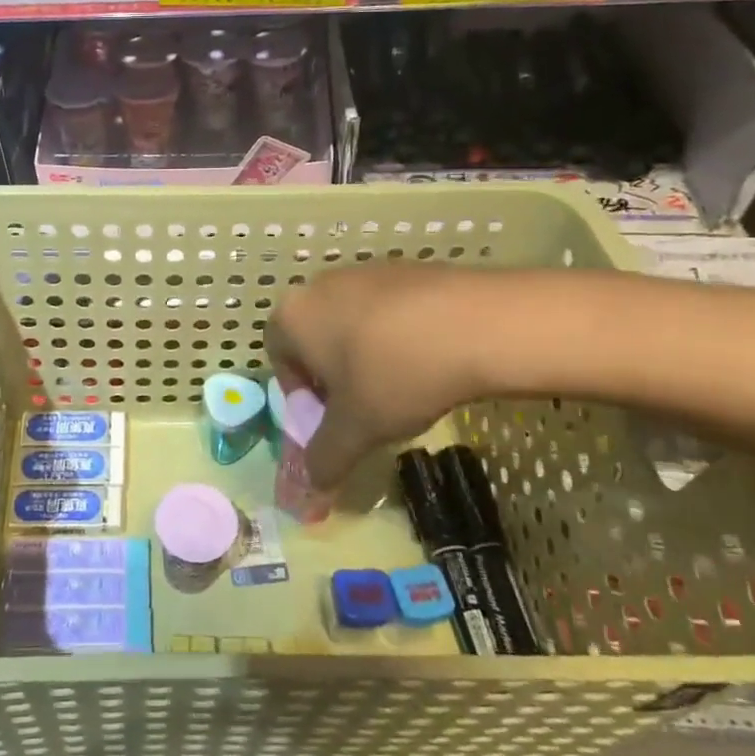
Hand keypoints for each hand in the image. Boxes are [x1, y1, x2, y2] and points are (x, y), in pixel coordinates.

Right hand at [266, 264, 563, 489]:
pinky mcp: (407, 268)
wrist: (477, 324)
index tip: (330, 415)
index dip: (299, 391)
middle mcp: (320, 285)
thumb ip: (326, 458)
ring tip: (401, 383)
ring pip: (351, 321)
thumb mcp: (356, 429)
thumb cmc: (394, 375)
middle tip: (363, 404)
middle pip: (314, 335)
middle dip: (332, 372)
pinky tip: (429, 358)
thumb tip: (311, 487)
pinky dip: (397, 333)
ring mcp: (365, 270)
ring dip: (364, 352)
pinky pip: (388, 308)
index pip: (277, 355)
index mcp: (293, 316)